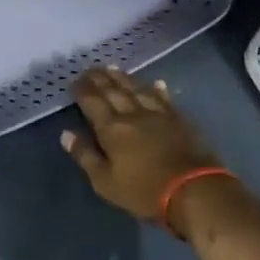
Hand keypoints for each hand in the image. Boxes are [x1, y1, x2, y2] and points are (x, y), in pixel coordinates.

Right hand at [60, 67, 221, 224]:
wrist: (193, 190)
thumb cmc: (144, 191)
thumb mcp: (105, 182)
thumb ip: (85, 156)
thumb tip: (66, 134)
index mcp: (111, 128)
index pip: (92, 102)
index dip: (82, 90)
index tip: (74, 81)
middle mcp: (132, 114)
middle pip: (113, 91)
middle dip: (100, 79)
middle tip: (91, 69)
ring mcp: (157, 114)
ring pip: (136, 89)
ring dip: (123, 78)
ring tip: (113, 68)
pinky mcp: (178, 119)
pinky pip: (164, 98)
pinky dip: (157, 90)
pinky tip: (156, 83)